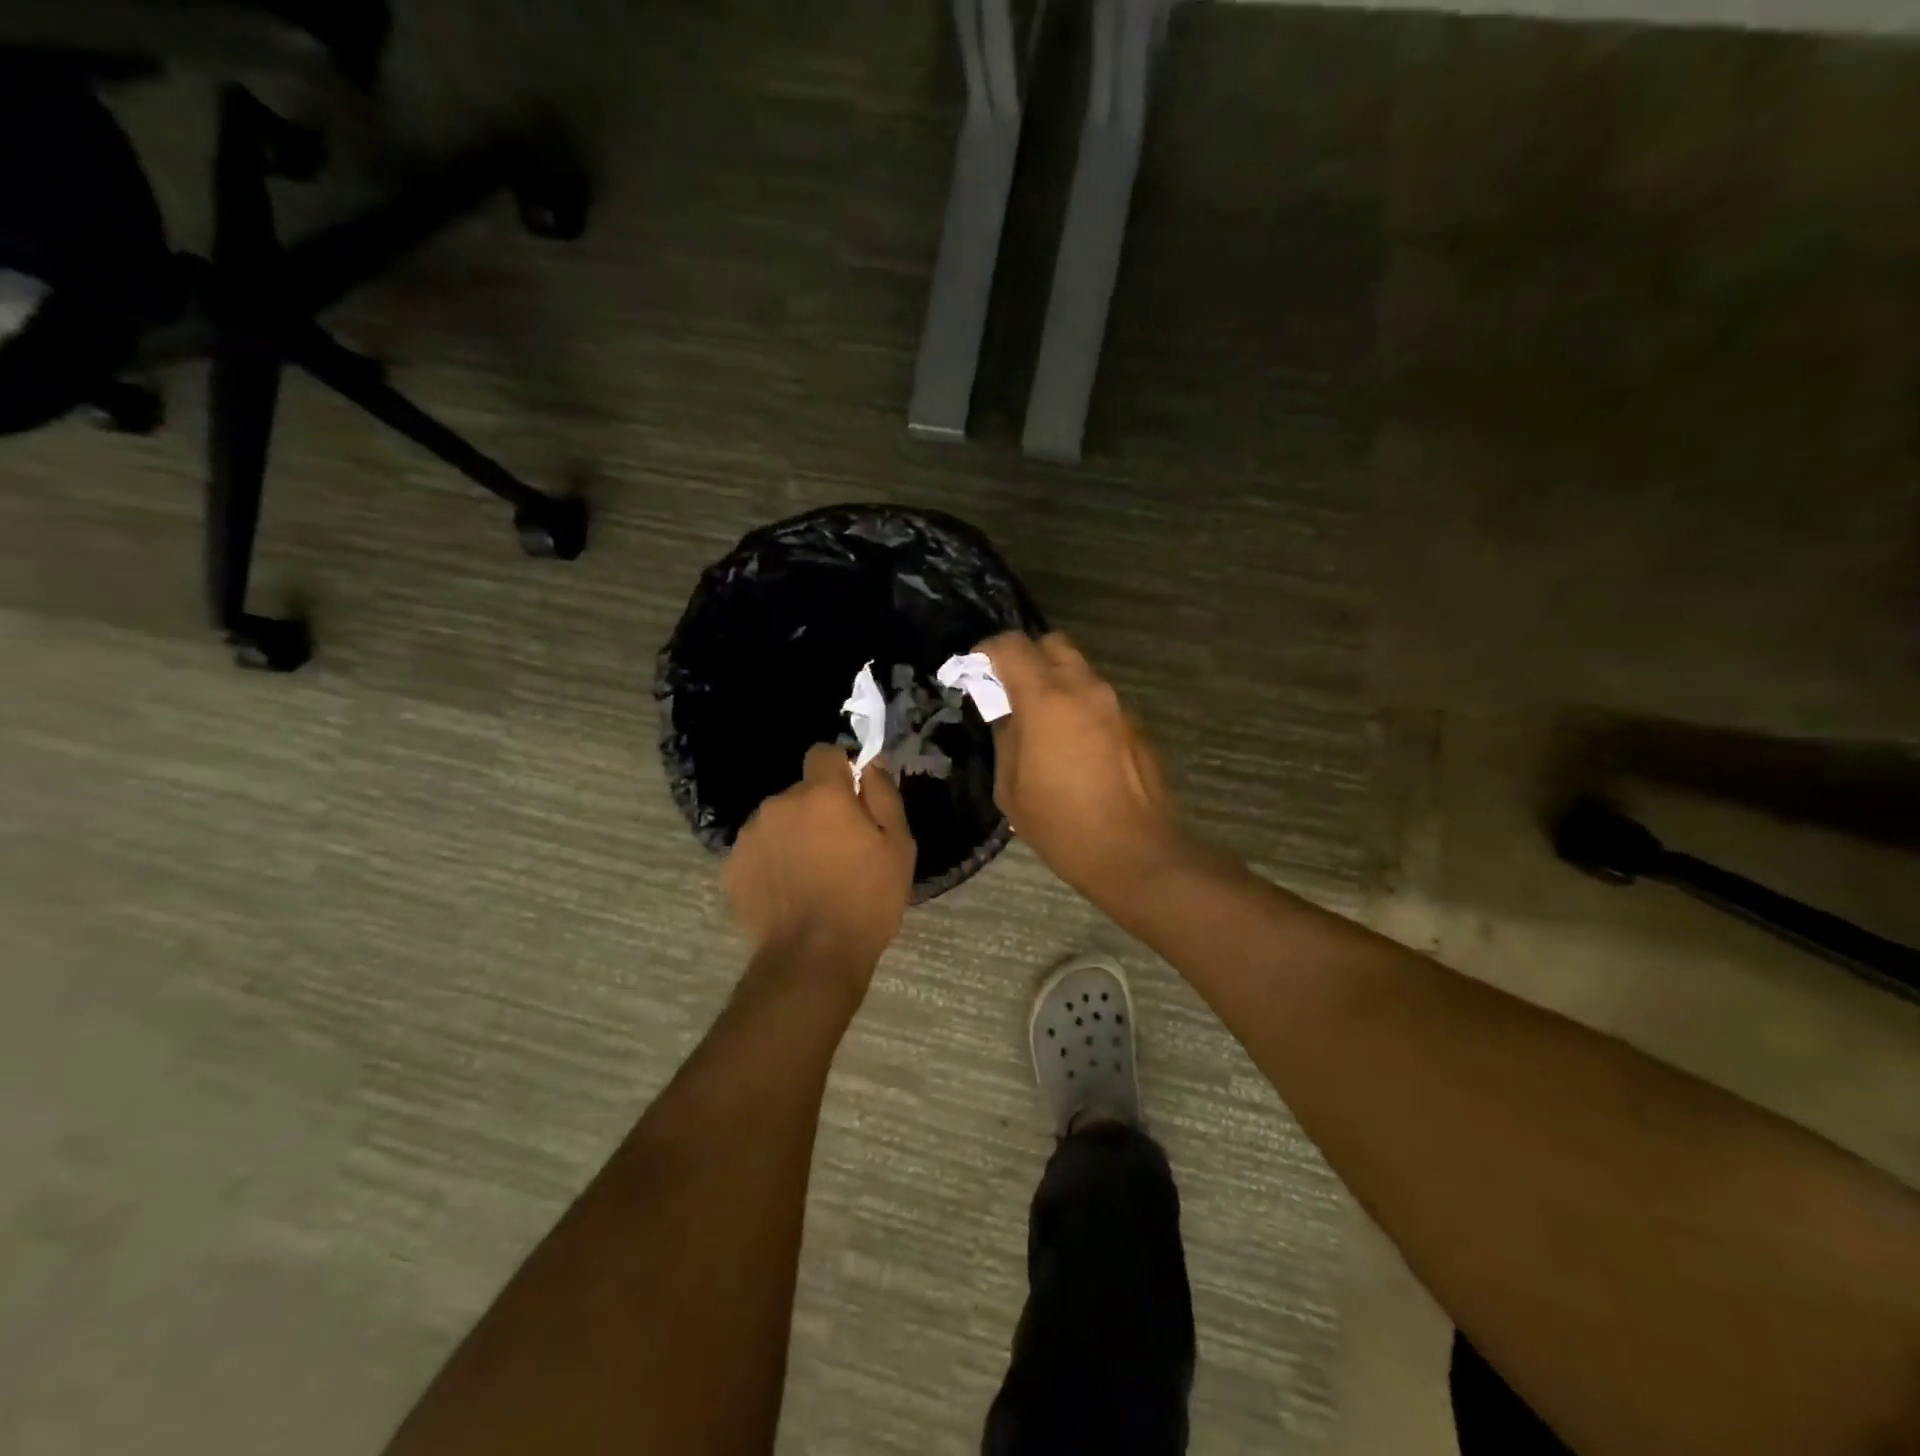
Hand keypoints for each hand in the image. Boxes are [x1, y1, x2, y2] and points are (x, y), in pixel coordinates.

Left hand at [723, 744, 915, 979]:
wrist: (813, 959)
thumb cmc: (867, 900)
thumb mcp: (898, 846)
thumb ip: (884, 795)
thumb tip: (871, 764)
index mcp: (822, 794)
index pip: (823, 753)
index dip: (840, 770)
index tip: (853, 797)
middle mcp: (779, 804)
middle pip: (801, 792)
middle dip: (819, 809)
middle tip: (839, 847)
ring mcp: (750, 836)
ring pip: (778, 820)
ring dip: (793, 834)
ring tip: (811, 874)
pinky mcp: (732, 867)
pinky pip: (759, 849)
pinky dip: (773, 861)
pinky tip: (788, 891)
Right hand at [977, 632, 1184, 902]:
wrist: (1133, 853)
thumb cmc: (1061, 825)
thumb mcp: (1010, 787)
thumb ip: (1005, 738)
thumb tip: (1007, 715)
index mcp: (1046, 699)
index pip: (1012, 645)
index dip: (988, 651)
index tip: (975, 671)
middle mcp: (1085, 689)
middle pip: (1053, 644)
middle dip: (1027, 658)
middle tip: (1011, 691)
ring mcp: (1116, 704)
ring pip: (1080, 671)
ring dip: (1056, 683)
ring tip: (1042, 722)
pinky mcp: (1135, 724)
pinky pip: (1099, 699)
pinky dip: (1080, 707)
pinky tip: (1074, 747)